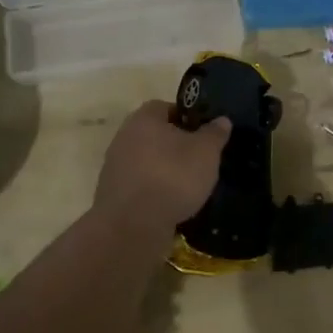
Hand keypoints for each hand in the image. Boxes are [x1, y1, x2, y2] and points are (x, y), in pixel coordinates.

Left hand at [94, 100, 229, 226]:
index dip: (186, 117)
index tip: (203, 132)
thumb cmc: (173, 176)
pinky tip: (170, 202)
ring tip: (187, 184)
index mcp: (144, 118)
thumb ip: (214, 133)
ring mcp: (113, 166)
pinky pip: (139, 184)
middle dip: (175, 144)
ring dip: (163, 168)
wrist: (133, 225)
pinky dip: (153, 189)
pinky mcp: (111, 194)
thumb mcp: (206, 152)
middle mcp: (123, 137)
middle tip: (198, 157)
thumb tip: (221, 120)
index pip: (165, 107)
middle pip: (153, 134)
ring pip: (145, 160)